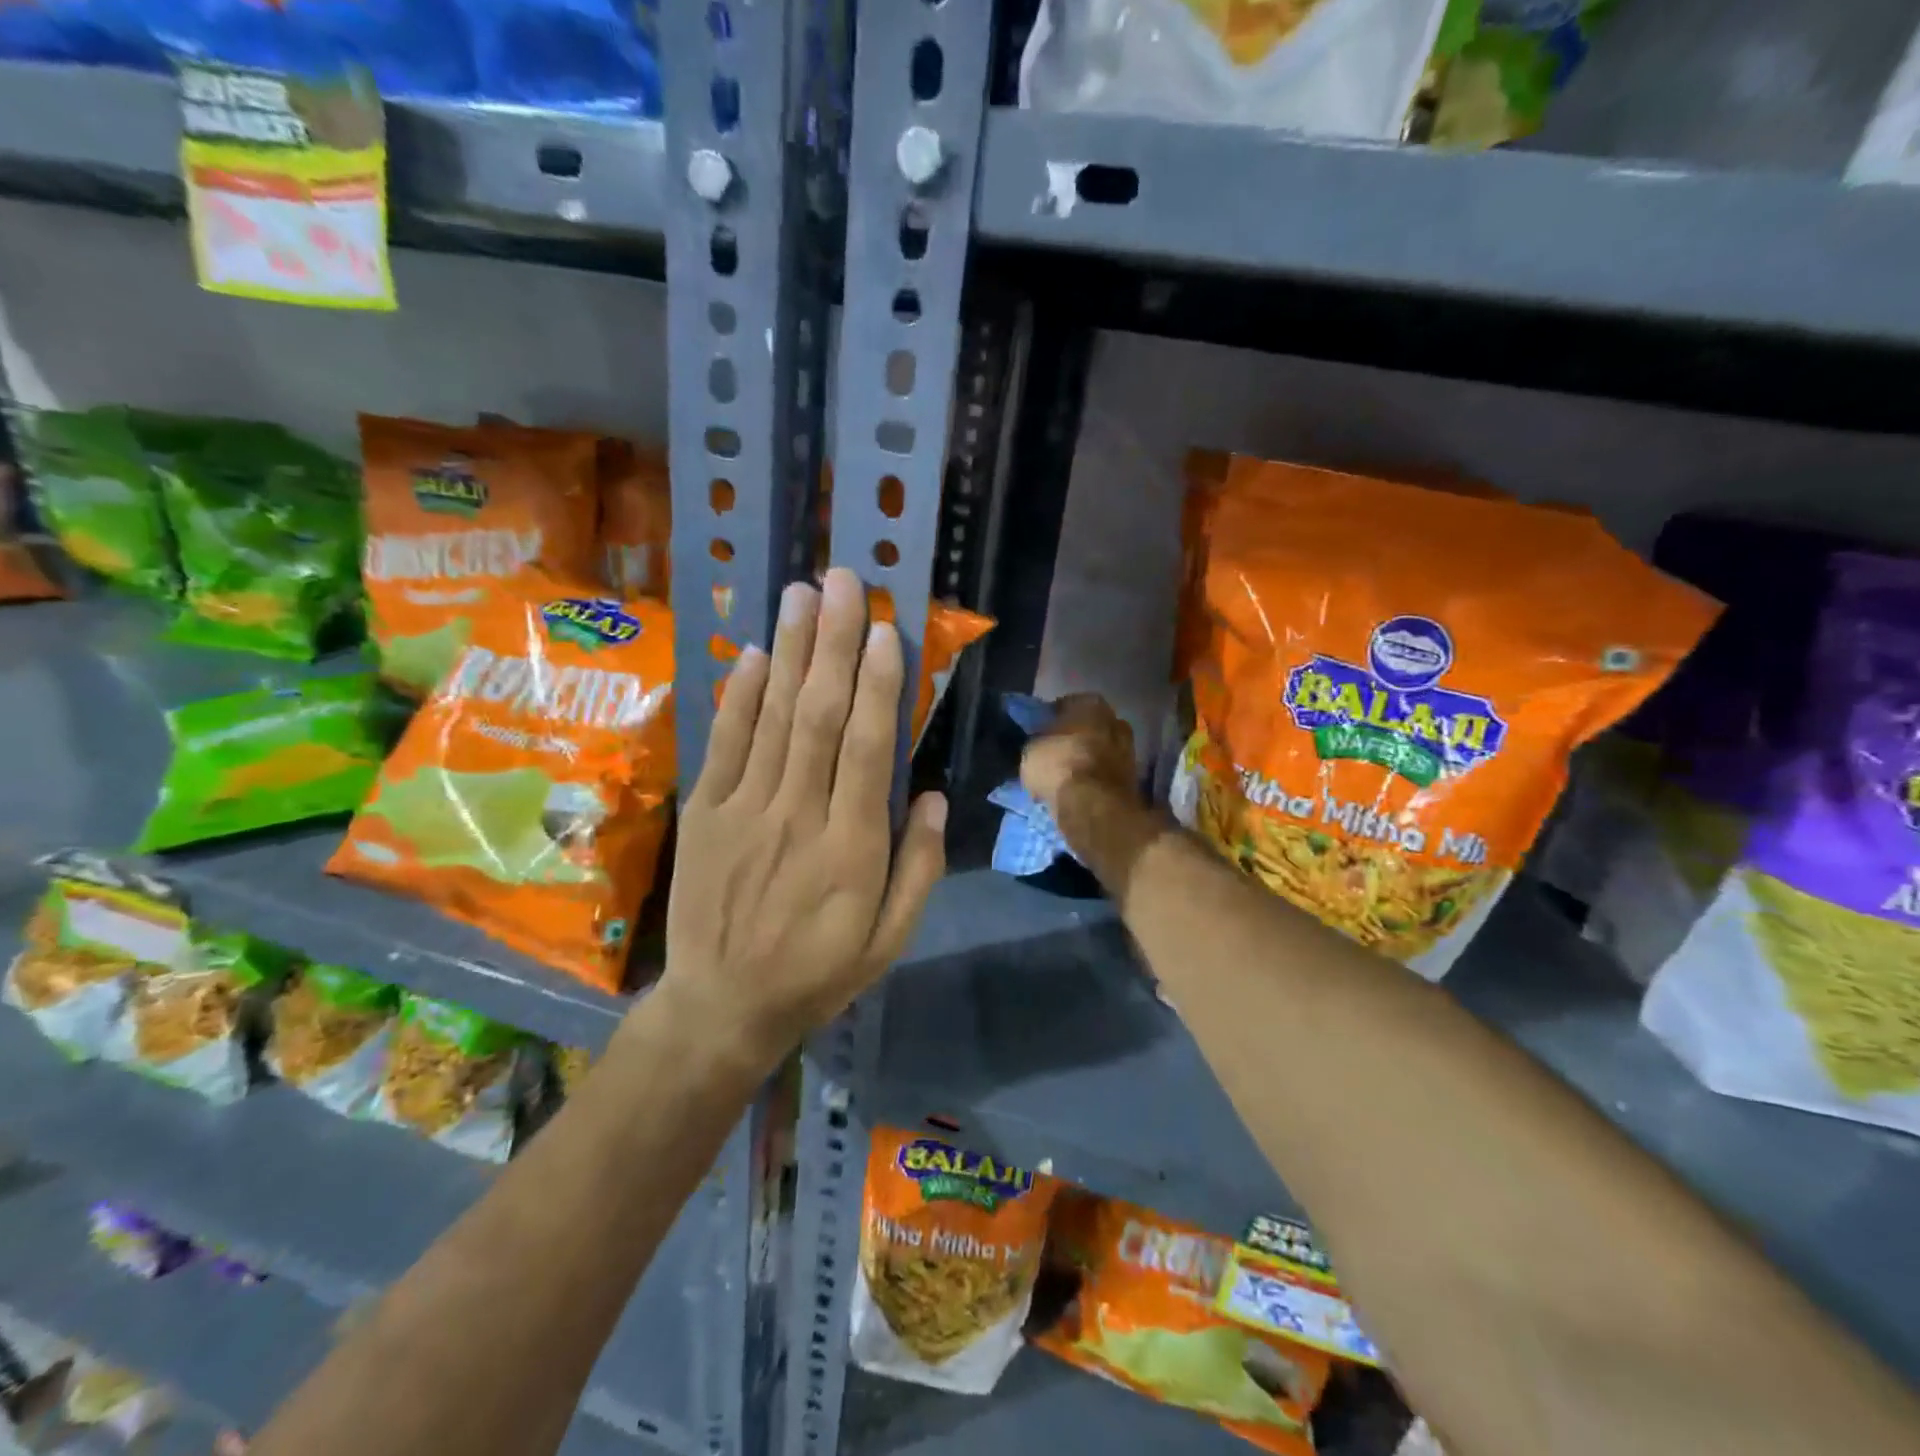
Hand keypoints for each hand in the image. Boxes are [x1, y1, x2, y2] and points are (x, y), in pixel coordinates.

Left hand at [656, 567, 946, 1071]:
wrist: (722, 1007)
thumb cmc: (818, 972)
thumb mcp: (890, 940)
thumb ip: (918, 867)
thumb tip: (932, 793)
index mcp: (852, 849)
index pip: (868, 750)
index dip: (878, 686)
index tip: (884, 630)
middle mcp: (799, 817)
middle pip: (819, 717)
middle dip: (834, 644)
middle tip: (843, 581)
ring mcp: (745, 811)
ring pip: (773, 718)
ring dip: (791, 651)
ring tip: (802, 592)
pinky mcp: (706, 813)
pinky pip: (725, 744)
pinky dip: (741, 696)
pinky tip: (759, 653)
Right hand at [1020, 693, 1136, 815]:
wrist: (1094, 805)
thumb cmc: (1059, 765)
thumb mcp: (1031, 750)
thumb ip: (1038, 742)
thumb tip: (1039, 746)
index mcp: (1090, 704)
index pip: (1067, 704)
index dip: (1052, 719)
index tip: (1040, 733)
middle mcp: (1115, 720)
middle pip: (1090, 727)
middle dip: (1075, 738)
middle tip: (1056, 753)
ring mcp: (1129, 750)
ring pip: (1101, 751)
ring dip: (1087, 760)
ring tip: (1066, 776)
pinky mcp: (1133, 779)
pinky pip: (1107, 773)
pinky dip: (1096, 779)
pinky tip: (1080, 790)